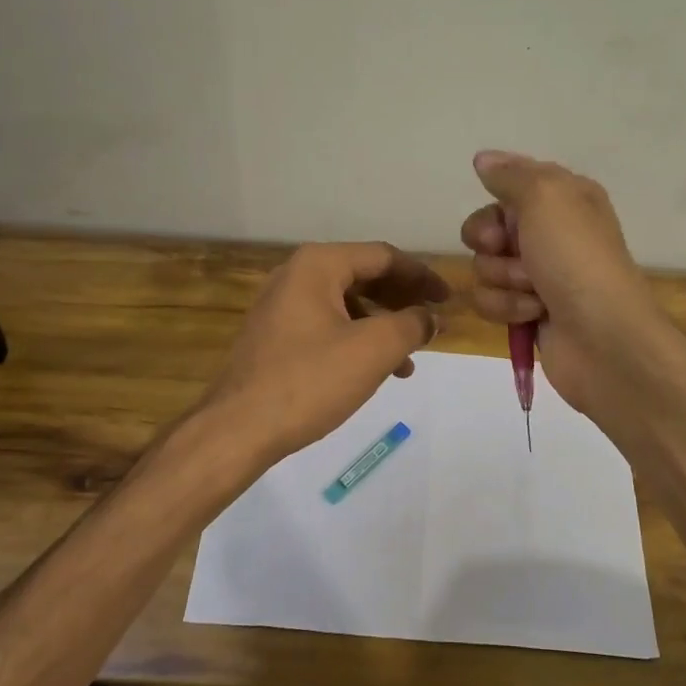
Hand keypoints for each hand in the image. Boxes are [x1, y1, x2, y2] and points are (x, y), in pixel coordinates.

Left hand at [204, 242, 448, 468]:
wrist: (238, 429)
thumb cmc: (309, 380)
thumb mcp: (373, 350)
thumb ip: (411, 325)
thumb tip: (430, 318)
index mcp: (318, 265)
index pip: (382, 256)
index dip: (422, 276)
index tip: (448, 300)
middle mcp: (296, 275)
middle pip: (364, 276)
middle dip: (403, 300)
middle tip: (433, 323)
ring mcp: (282, 306)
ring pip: (347, 305)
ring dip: (383, 326)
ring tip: (410, 358)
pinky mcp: (276, 336)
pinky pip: (328, 325)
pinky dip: (357, 340)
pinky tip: (375, 371)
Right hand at [461, 150, 668, 420]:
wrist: (603, 338)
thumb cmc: (577, 259)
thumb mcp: (546, 197)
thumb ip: (510, 175)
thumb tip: (483, 159)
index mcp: (565, 198)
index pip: (511, 183)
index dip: (498, 199)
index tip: (503, 212)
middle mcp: (551, 232)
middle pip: (488, 227)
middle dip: (491, 242)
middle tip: (511, 251)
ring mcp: (539, 274)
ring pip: (484, 266)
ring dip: (502, 279)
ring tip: (534, 291)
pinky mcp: (526, 311)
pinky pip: (490, 300)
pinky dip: (507, 307)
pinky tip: (534, 314)